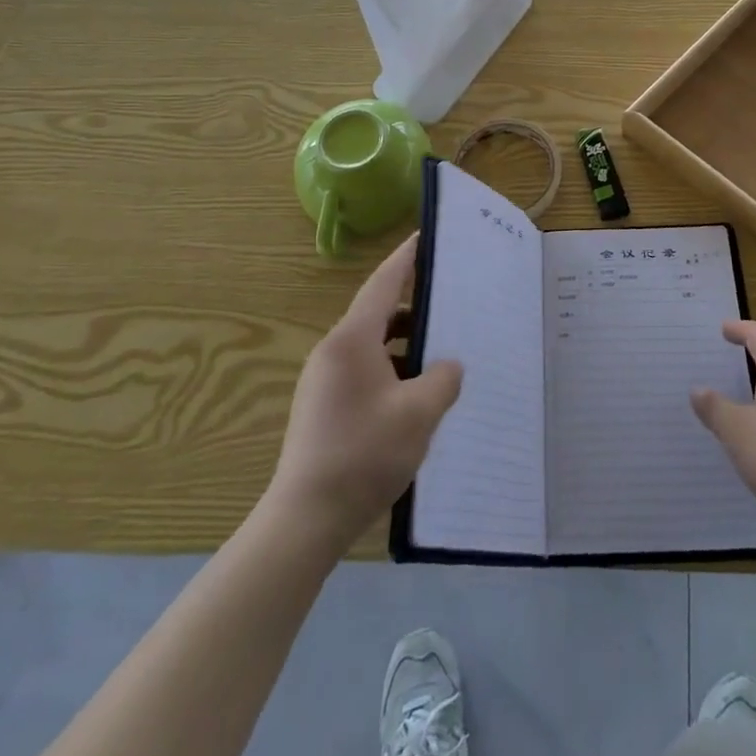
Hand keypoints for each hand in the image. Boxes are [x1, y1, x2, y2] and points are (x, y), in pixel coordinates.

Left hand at [265, 234, 463, 551]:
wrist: (305, 519)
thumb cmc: (363, 454)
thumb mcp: (419, 414)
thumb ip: (442, 379)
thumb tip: (447, 366)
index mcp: (352, 340)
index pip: (383, 283)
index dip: (406, 258)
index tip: (424, 236)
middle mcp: (334, 350)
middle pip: (378, 312)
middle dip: (414, 305)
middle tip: (450, 301)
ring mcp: (324, 379)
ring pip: (371, 344)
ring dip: (404, 343)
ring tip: (440, 352)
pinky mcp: (323, 406)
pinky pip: (364, 369)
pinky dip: (391, 368)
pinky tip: (415, 393)